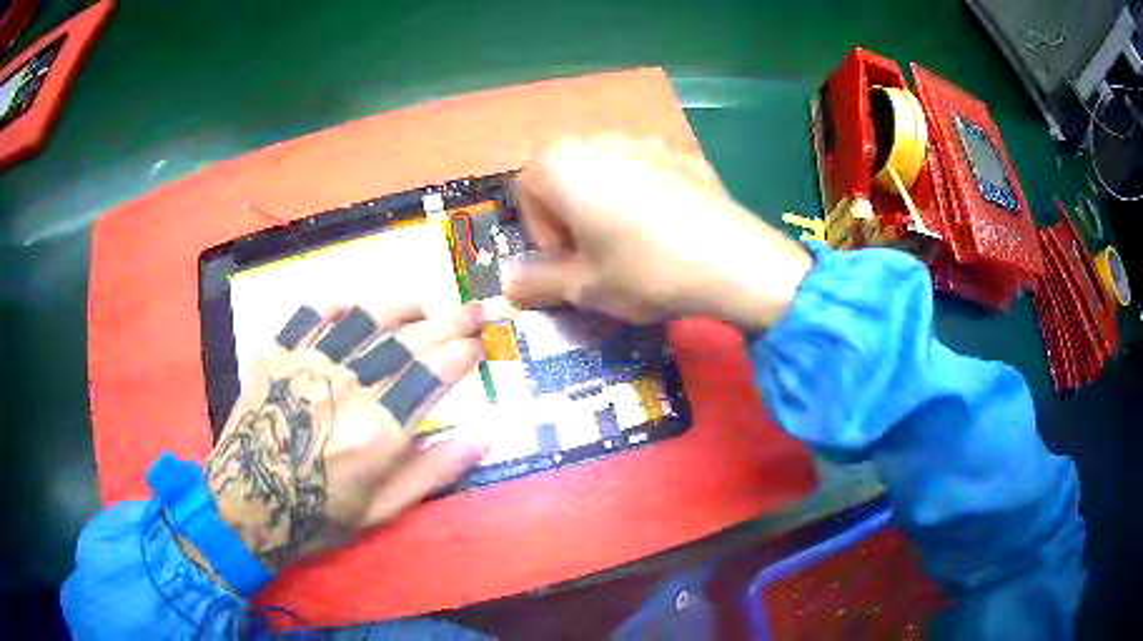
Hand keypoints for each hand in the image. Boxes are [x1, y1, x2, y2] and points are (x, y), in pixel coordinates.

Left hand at [204, 303, 487, 570]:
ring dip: (399, 306)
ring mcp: (309, 364)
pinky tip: (352, 303)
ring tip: (420, 304)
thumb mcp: (382, 510)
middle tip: (474, 309)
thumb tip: (483, 439)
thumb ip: (432, 472)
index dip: (463, 355)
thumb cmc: (317, 515)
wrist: (247, 502)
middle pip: (408, 342)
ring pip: (364, 318)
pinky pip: (311, 314)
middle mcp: (348, 388)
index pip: (433, 376)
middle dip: (450, 322)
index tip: (480, 346)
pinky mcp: (277, 354)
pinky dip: (336, 304)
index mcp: (379, 431)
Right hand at [504, 135, 811, 329]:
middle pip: (566, 175)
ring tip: (631, 242)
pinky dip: (645, 193)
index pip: (526, 190)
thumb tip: (508, 285)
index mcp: (563, 164)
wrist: (733, 261)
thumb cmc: (644, 271)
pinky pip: (648, 171)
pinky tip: (669, 227)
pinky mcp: (684, 154)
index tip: (565, 261)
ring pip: (607, 170)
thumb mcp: (584, 286)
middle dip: (569, 214)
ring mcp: (647, 141)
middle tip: (593, 253)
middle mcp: (599, 140)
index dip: (539, 231)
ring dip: (605, 201)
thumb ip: (538, 281)